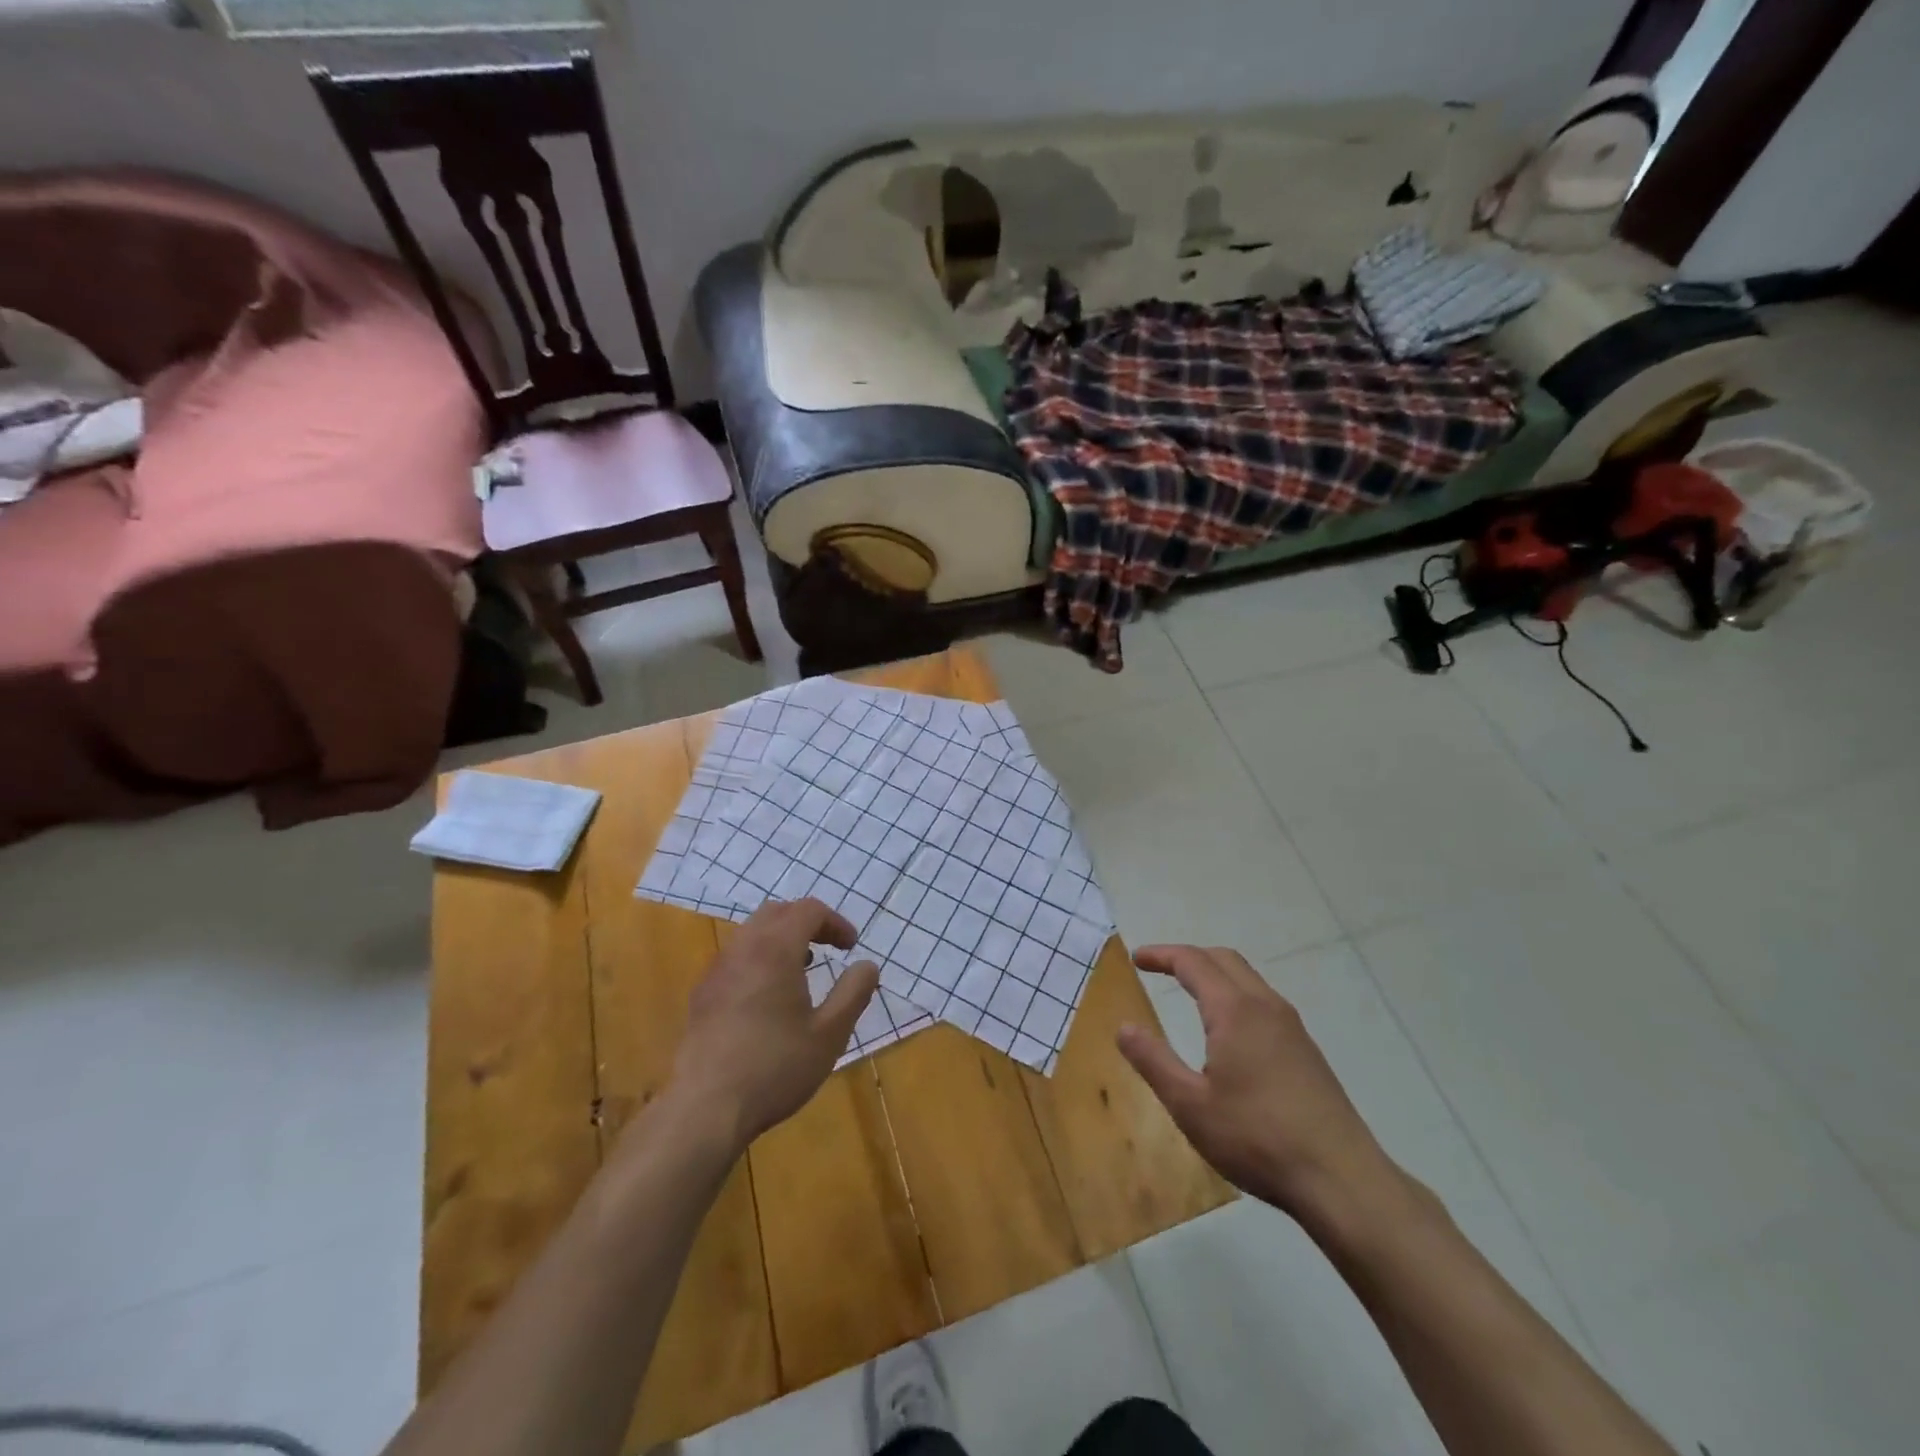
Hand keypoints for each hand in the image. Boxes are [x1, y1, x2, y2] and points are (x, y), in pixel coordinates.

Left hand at [667, 899, 878, 1154]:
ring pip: (751, 933)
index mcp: (775, 950)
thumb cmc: (775, 1067)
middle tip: (828, 947)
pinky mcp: (702, 996)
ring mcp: (717, 971)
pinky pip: (735, 958)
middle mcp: (742, 949)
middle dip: (807, 922)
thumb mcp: (829, 1034)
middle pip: (777, 912)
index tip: (852, 948)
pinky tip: (768, 997)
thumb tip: (867, 965)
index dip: (835, 922)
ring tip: (802, 969)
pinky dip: (759, 958)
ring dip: (781, 939)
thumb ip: (853, 992)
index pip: (808, 910)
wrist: (705, 1109)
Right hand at [1116, 944, 1399, 1224]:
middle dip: (1188, 957)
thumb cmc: (1256, 1138)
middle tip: (1159, 968)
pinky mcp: (1307, 1052)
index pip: (1193, 962)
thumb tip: (1124, 1027)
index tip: (1136, 958)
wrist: (1342, 1180)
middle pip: (1224, 959)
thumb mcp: (1190, 1105)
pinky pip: (1264, 1002)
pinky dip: (1236, 994)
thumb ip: (1153, 1061)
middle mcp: (1265, 1007)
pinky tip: (1230, 1030)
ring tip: (1189, 991)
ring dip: (1215, 974)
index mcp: (1234, 1011)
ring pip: (1248, 979)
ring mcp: (1292, 1028)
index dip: (1162, 955)